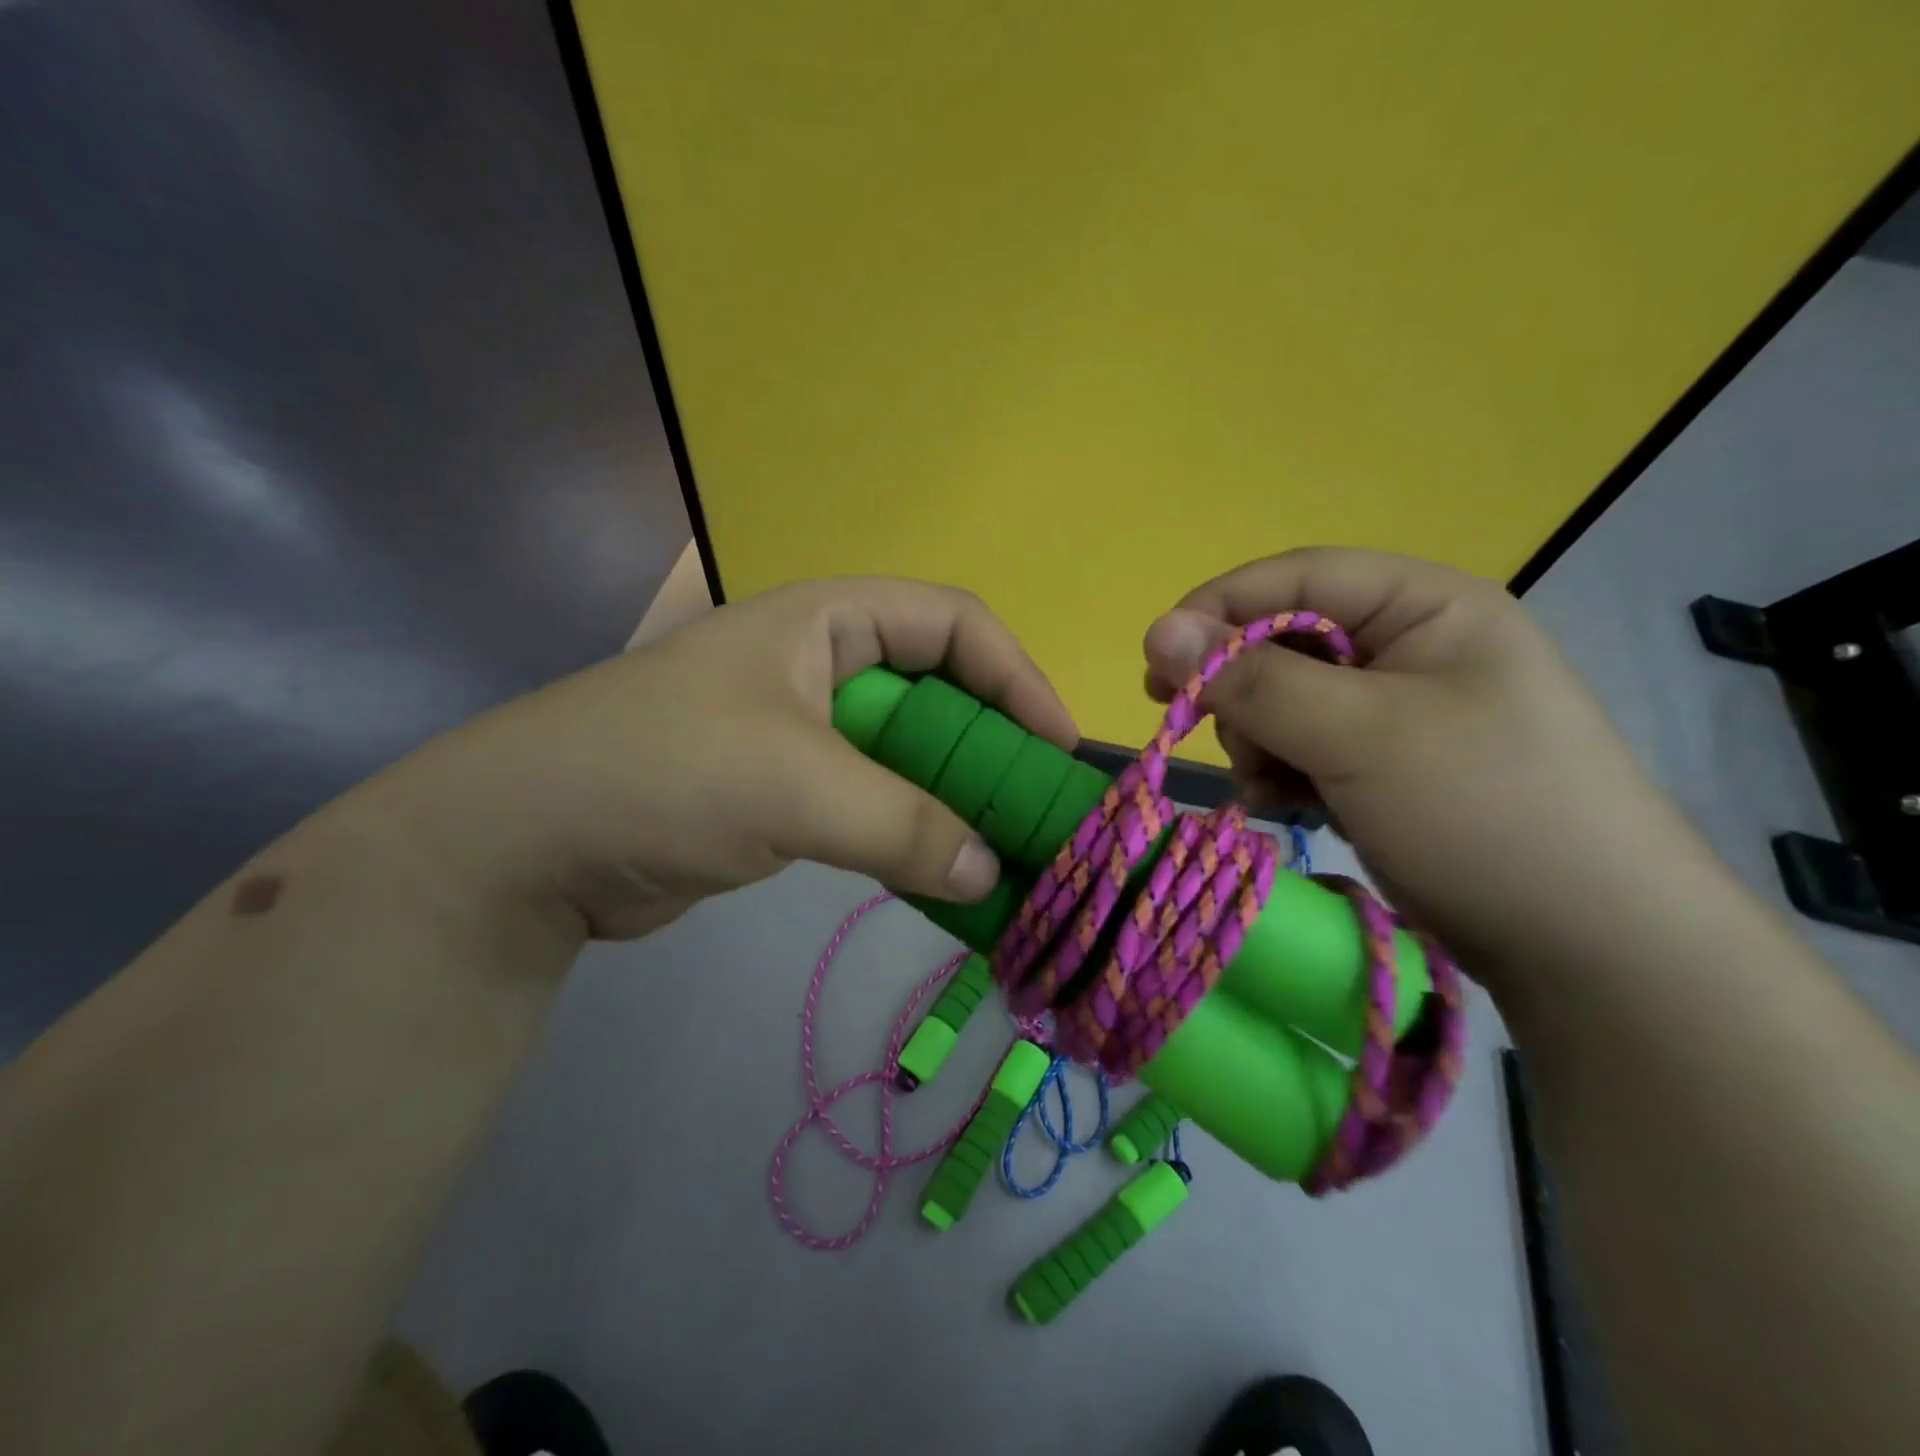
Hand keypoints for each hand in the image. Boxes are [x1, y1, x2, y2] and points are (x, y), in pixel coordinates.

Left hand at [394, 578, 1076, 939]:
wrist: (526, 843)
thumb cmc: (663, 773)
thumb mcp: (794, 786)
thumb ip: (903, 825)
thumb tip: (990, 869)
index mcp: (829, 621)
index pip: (955, 623)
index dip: (1017, 677)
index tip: (1058, 747)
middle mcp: (824, 665)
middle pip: (940, 692)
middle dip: (993, 749)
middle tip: (1038, 812)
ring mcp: (805, 731)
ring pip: (910, 756)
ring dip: (956, 801)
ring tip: (1006, 854)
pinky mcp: (787, 792)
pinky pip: (875, 804)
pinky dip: (913, 836)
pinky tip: (945, 876)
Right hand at [1142, 548, 1698, 980]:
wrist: (1587, 946)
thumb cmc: (1481, 811)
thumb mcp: (1358, 735)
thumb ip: (1252, 680)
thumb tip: (1156, 630)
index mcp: (1423, 606)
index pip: (1296, 578)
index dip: (1219, 611)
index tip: (1157, 663)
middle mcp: (1407, 647)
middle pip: (1282, 642)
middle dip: (1242, 694)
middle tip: (1230, 743)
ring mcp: (1394, 711)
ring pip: (1282, 702)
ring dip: (1259, 742)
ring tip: (1273, 789)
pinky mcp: (1382, 766)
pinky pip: (1301, 748)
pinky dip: (1279, 774)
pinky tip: (1282, 807)